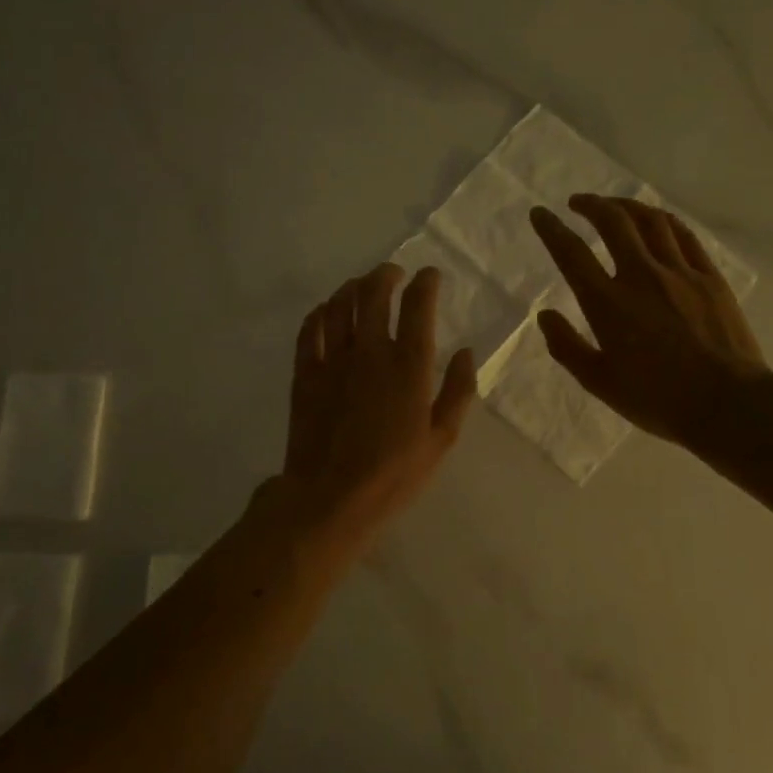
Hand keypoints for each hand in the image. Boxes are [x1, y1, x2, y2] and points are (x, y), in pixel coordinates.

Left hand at [278, 262, 477, 559]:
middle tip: (393, 274)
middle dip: (386, 275)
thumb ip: (458, 391)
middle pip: (374, 293)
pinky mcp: (305, 373)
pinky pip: (309, 330)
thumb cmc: (394, 474)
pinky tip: (326, 312)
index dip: (426, 283)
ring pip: (340, 304)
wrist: (330, 498)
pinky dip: (320, 313)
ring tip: (361, 287)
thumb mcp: (441, 439)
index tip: (430, 276)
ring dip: (352, 288)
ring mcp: (333, 359)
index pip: (418, 305)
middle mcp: (371, 351)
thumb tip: (467, 352)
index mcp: (409, 365)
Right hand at [528, 193, 771, 449]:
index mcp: (608, 304)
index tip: (539, 214)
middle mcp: (641, 276)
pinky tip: (657, 220)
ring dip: (626, 205)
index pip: (572, 254)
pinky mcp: (710, 277)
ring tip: (614, 206)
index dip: (552, 229)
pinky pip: (684, 235)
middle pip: (613, 222)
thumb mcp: (600, 383)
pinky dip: (664, 220)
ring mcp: (680, 272)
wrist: (728, 403)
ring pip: (650, 221)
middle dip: (590, 205)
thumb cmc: (658, 399)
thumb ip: (567, 347)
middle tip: (577, 203)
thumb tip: (544, 315)